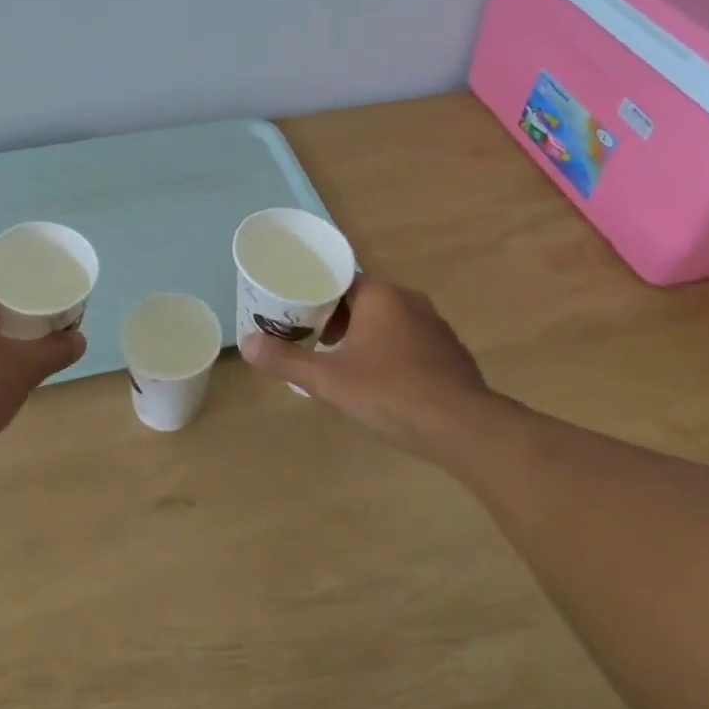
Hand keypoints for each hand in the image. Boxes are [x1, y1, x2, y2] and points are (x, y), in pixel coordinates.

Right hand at [239, 275, 495, 457]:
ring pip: (388, 320)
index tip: (296, 312)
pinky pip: (410, 341)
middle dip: (336, 317)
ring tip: (341, 360)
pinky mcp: (450, 352)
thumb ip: (286, 360)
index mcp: (379, 295)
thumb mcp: (328, 379)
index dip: (315, 294)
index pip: (340, 280)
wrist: (463, 428)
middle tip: (311, 339)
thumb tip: (246, 344)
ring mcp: (435, 326)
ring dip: (364, 334)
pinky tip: (381, 379)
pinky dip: (390, 351)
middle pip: (363, 299)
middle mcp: (409, 300)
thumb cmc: (389, 392)